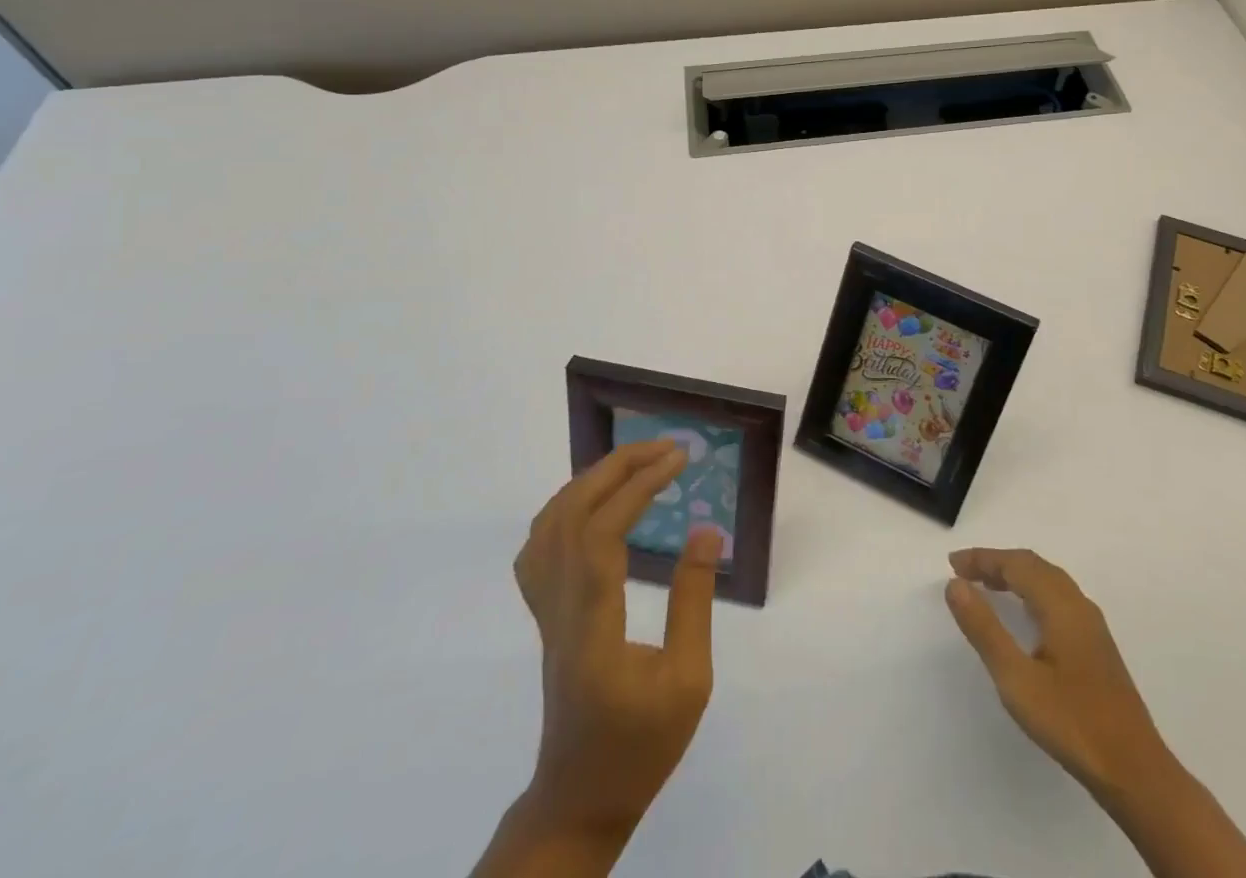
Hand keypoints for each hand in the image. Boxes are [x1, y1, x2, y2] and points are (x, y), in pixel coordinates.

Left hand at [514, 442, 720, 840]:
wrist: (580, 797)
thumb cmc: (641, 746)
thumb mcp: (689, 682)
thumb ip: (694, 602)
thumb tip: (705, 530)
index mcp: (592, 626)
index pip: (603, 534)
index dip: (639, 487)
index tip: (679, 461)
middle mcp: (559, 608)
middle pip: (571, 515)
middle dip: (618, 467)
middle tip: (665, 448)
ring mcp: (545, 610)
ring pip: (549, 524)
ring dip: (592, 480)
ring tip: (637, 463)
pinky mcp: (545, 614)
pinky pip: (540, 545)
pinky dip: (567, 506)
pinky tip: (595, 502)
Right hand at [945, 547, 1170, 801]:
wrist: (1135, 771)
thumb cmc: (1071, 722)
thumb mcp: (1017, 679)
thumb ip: (984, 629)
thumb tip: (955, 584)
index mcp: (1060, 604)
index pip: (1016, 564)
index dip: (983, 559)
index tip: (952, 563)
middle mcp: (1078, 604)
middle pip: (1033, 566)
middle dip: (998, 563)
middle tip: (964, 572)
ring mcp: (1091, 625)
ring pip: (1048, 581)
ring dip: (1016, 576)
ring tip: (987, 587)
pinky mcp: (1097, 646)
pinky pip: (1058, 598)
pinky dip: (1032, 592)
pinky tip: (1025, 616)